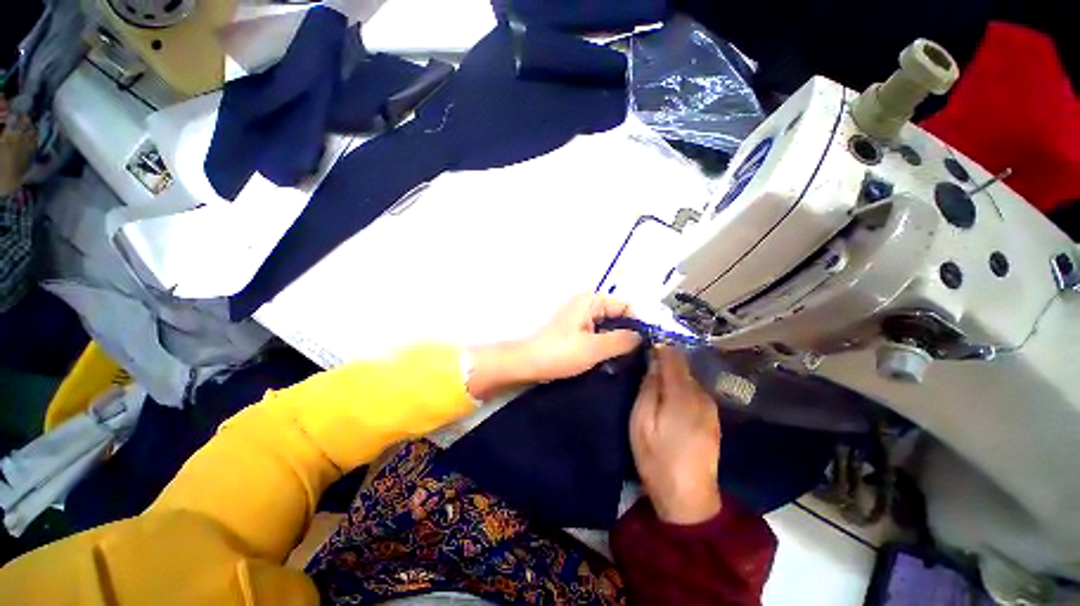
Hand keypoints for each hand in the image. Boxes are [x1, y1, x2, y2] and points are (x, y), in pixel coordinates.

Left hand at [466, 294, 640, 399]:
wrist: (528, 363)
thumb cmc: (560, 353)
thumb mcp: (595, 348)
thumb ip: (622, 340)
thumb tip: (643, 336)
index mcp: (592, 300)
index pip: (627, 306)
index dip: (640, 324)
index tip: (650, 346)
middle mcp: (588, 304)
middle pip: (619, 316)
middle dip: (629, 334)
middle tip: (641, 357)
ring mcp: (582, 317)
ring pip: (610, 327)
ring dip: (618, 342)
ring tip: (629, 361)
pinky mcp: (577, 330)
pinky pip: (600, 334)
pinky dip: (607, 345)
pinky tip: (613, 360)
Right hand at [630, 346, 722, 524]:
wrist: (689, 499)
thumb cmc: (657, 458)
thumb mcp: (642, 421)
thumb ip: (648, 387)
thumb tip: (653, 360)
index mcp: (683, 394)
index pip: (673, 355)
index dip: (658, 346)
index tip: (642, 343)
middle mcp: (702, 394)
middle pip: (683, 364)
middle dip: (664, 359)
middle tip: (643, 363)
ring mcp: (711, 406)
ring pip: (689, 377)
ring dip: (672, 373)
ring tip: (654, 379)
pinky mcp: (712, 417)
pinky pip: (694, 390)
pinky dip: (680, 386)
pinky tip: (669, 397)